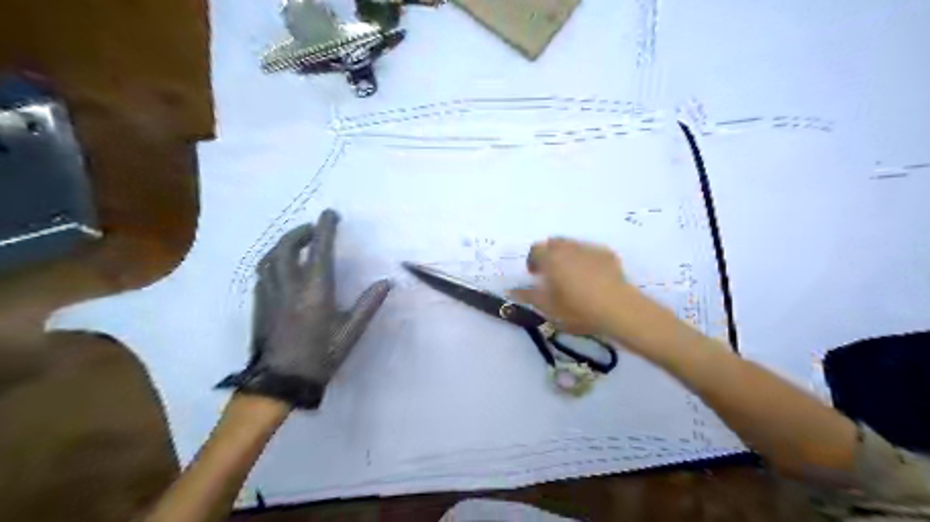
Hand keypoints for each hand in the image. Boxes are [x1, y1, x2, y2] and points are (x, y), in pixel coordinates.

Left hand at [219, 211, 390, 409]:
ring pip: (270, 257)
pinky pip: (264, 272)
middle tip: (313, 229)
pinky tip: (282, 266)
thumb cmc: (320, 357)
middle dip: (300, 232)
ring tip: (297, 243)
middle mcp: (290, 287)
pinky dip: (274, 260)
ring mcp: (271, 294)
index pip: (319, 250)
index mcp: (315, 292)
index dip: (325, 228)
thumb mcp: (350, 333)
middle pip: (287, 247)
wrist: (281, 382)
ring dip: (284, 244)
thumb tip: (386, 283)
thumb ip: (368, 305)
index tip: (331, 214)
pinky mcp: (260, 303)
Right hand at [512, 238, 636, 336]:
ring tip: (572, 277)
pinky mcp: (607, 254)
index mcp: (551, 257)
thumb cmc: (577, 309)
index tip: (535, 276)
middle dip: (549, 256)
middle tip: (551, 275)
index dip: (532, 262)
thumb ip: (527, 296)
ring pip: (572, 246)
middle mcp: (568, 247)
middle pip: (554, 244)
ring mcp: (590, 249)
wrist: (618, 309)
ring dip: (567, 257)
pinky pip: (590, 252)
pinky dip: (585, 260)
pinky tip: (592, 279)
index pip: (535, 250)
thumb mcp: (547, 307)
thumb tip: (509, 290)